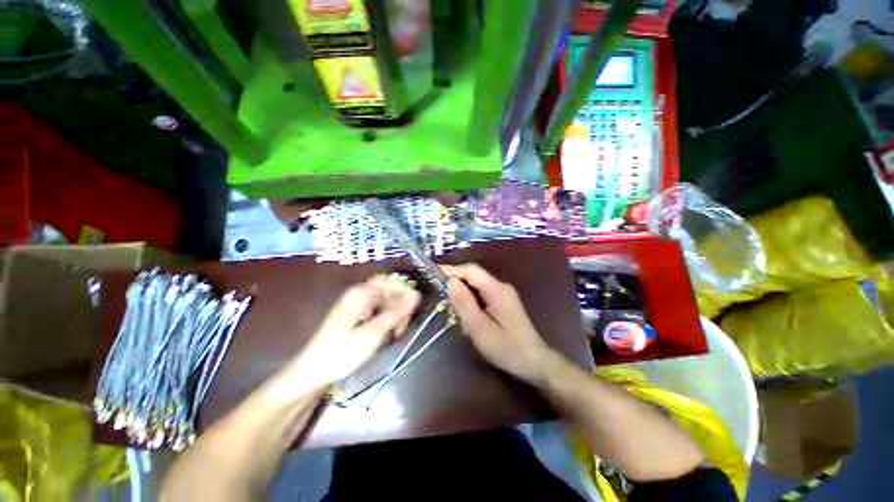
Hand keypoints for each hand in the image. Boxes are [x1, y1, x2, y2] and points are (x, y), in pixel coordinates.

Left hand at [277, 276, 420, 394]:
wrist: (314, 374)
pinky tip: (386, 336)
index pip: (389, 281)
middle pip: (388, 292)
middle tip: (401, 328)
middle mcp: (359, 295)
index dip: (403, 291)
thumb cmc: (343, 352)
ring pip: (385, 304)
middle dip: (399, 308)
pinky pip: (378, 314)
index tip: (411, 309)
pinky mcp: (357, 318)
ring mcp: (358, 307)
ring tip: (395, 335)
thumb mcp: (374, 333)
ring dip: (394, 317)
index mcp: (360, 293)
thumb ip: (397, 312)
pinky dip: (385, 323)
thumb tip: (417, 294)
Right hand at [443, 264, 552, 383]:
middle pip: (474, 276)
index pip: (471, 271)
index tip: (433, 273)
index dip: (452, 270)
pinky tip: (465, 314)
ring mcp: (503, 294)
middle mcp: (501, 287)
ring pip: (477, 286)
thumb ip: (465, 304)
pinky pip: (482, 295)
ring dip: (462, 293)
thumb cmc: (507, 349)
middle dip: (455, 282)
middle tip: (438, 292)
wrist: (535, 362)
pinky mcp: (503, 303)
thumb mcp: (480, 329)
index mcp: (497, 290)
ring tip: (450, 307)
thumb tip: (451, 282)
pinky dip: (470, 301)